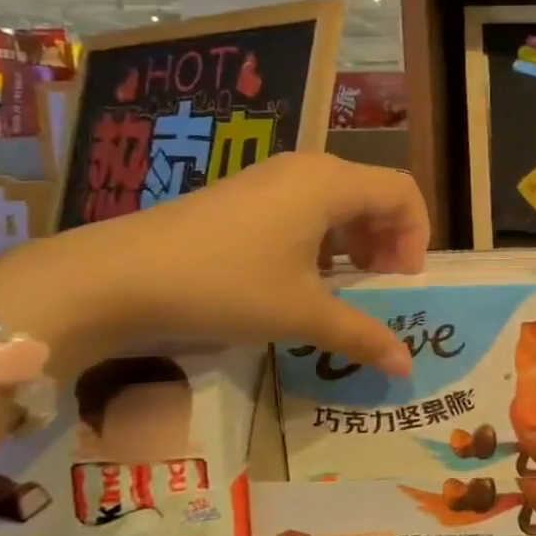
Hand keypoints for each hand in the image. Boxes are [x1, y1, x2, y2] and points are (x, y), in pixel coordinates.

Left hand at [10, 152, 429, 373]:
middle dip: (388, 241)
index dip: (416, 236)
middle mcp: (307, 169)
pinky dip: (321, 240)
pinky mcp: (243, 195)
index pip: (403, 192)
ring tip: (342, 288)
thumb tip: (405, 367)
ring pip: (338, 202)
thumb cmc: (227, 285)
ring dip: (355, 243)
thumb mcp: (301, 313)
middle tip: (379, 288)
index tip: (401, 282)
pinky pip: (304, 207)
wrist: (120, 275)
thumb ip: (361, 335)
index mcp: (332, 183)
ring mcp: (271, 178)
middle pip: (373, 194)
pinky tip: (299, 279)